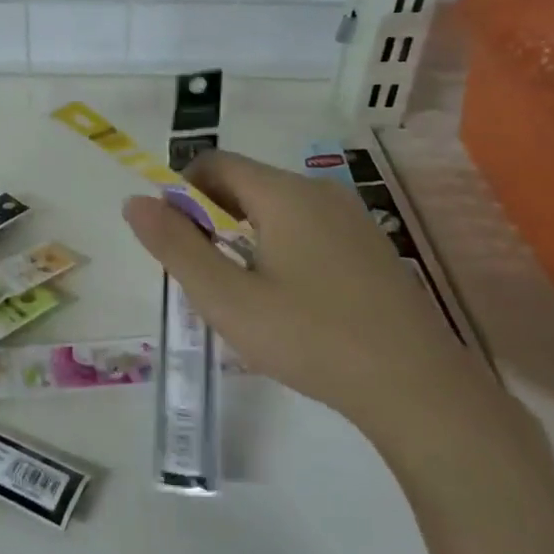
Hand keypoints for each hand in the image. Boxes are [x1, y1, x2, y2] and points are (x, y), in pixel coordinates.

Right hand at [123, 151, 517, 467]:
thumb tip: (135, 201)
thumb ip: (175, 246)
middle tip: (202, 273)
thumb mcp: (227, 297)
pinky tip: (288, 301)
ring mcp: (353, 220)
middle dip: (212, 217)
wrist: (418, 390)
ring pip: (278, 209)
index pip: (216, 163)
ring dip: (245, 235)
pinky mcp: (371, 249)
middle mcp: (320, 193)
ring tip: (240, 291)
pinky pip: (309, 230)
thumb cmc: (310, 337)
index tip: (172, 238)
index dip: (182, 190)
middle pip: (247, 184)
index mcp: (284, 194)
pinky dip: (280, 247)